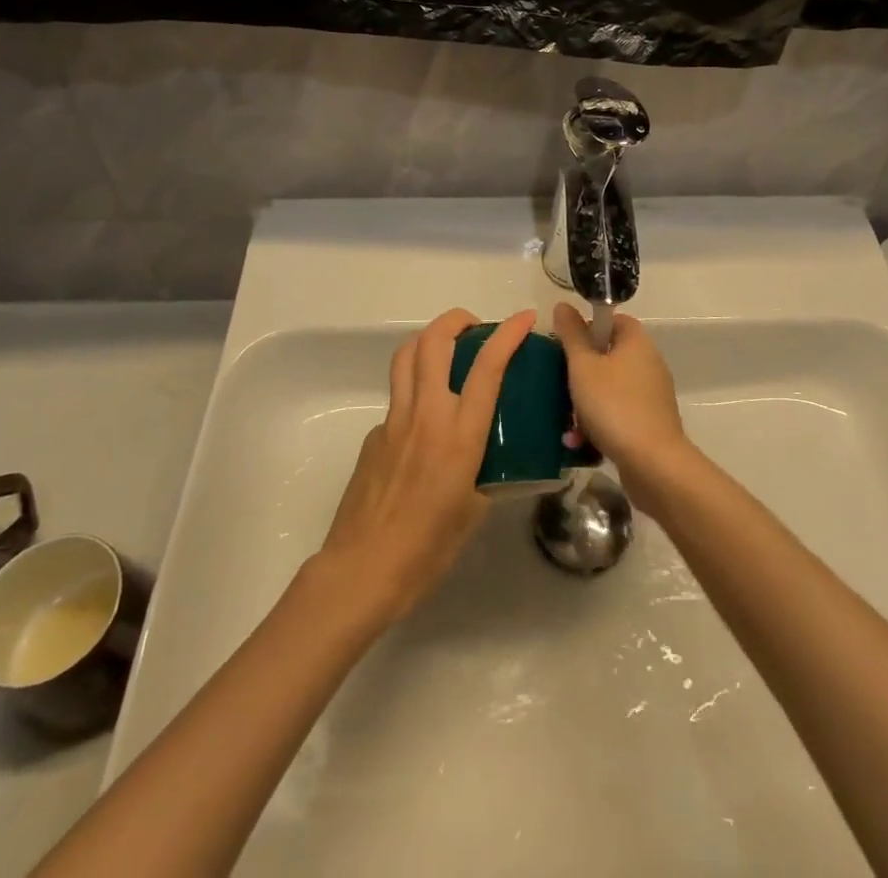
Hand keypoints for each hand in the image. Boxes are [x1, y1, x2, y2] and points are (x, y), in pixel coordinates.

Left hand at [316, 307, 535, 623]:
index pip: (488, 366)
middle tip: (475, 328)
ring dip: (429, 341)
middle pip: (434, 341)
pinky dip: (414, 390)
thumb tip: (492, 462)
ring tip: (447, 352)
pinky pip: (396, 397)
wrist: (363, 569)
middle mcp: (426, 414)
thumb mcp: (474, 511)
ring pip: (406, 356)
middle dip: (457, 320)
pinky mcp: (374, 434)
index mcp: (461, 433)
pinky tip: (424, 423)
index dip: (508, 334)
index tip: (523, 318)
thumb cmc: (427, 549)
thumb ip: (487, 475)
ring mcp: (394, 420)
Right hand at [552, 303, 690, 509]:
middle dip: (580, 372)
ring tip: (567, 423)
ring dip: (585, 403)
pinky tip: (579, 442)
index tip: (566, 346)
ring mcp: (651, 394)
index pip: (613, 319)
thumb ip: (571, 335)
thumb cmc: (614, 405)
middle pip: (608, 355)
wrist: (653, 463)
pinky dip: (599, 423)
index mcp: (637, 342)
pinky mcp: (650, 422)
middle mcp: (649, 363)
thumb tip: (563, 305)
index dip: (588, 328)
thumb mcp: (583, 366)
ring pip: (609, 387)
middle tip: (560, 384)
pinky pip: (618, 412)